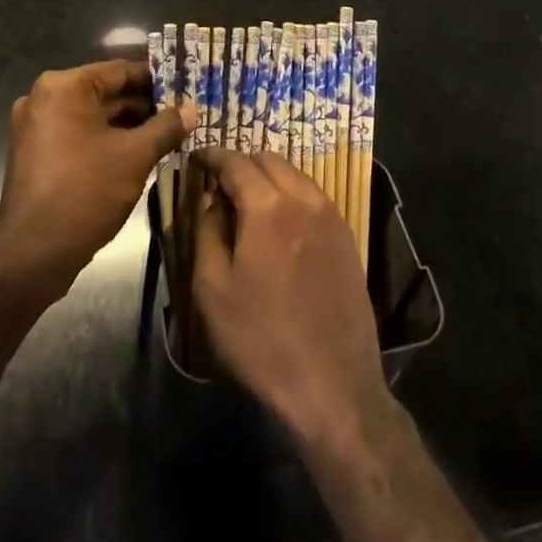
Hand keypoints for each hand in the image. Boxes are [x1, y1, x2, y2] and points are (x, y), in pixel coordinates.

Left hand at [0, 60, 194, 298]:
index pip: (120, 70)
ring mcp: (35, 128)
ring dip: (128, 125)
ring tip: (168, 135)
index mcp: (63, 87)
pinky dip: (106, 141)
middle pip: (105, 93)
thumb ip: (166, 127)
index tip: (185, 88)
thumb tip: (192, 109)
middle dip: (144, 105)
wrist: (31, 256)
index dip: (156, 80)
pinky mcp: (36, 154)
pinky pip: (78, 136)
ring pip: (93, 117)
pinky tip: (138, 154)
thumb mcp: (135, 156)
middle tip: (182, 114)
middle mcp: (44, 99)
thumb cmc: (85, 193)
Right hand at [192, 149, 388, 443]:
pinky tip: (279, 220)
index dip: (212, 155)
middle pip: (268, 159)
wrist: (333, 385)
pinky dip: (290, 193)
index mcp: (268, 206)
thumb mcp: (213, 290)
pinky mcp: (346, 236)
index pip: (235, 162)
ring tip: (247, 200)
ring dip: (268, 176)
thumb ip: (207, 232)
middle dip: (241, 163)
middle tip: (219, 182)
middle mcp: (303, 198)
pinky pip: (313, 196)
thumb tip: (211, 199)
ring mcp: (330, 215)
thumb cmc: (261, 340)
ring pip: (294, 174)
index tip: (195, 158)